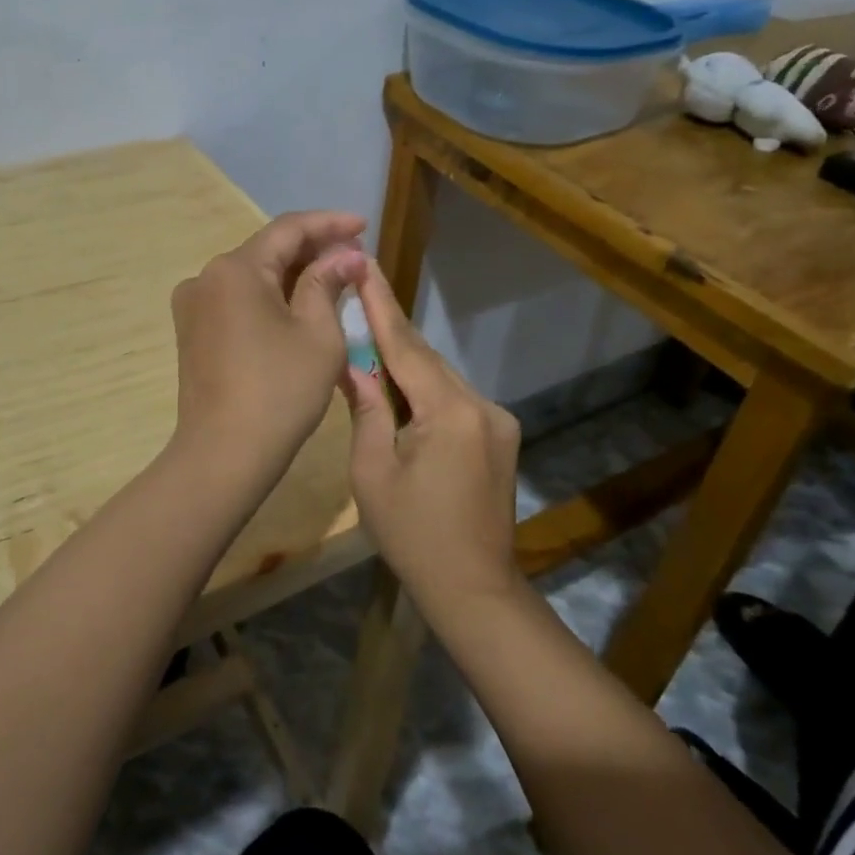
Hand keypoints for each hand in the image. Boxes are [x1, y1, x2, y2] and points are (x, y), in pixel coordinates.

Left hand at [169, 210, 367, 479]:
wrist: (223, 455)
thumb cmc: (280, 391)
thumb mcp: (318, 334)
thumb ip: (328, 283)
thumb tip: (344, 255)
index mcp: (236, 269)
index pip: (289, 229)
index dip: (330, 224)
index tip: (364, 225)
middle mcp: (206, 276)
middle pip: (267, 249)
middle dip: (312, 249)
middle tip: (354, 254)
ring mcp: (194, 305)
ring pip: (252, 275)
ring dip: (292, 273)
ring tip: (334, 277)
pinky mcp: (193, 331)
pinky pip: (238, 299)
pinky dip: (270, 296)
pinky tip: (299, 303)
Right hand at [342, 265, 522, 608]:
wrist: (474, 588)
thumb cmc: (412, 536)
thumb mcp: (373, 473)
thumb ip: (366, 410)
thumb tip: (354, 367)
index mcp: (449, 412)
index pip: (406, 347)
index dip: (381, 306)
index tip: (365, 266)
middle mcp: (482, 405)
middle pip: (426, 359)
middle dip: (390, 331)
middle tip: (359, 293)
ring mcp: (497, 421)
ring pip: (441, 378)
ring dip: (406, 363)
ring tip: (369, 340)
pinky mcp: (500, 436)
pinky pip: (455, 399)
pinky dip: (425, 389)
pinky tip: (400, 388)